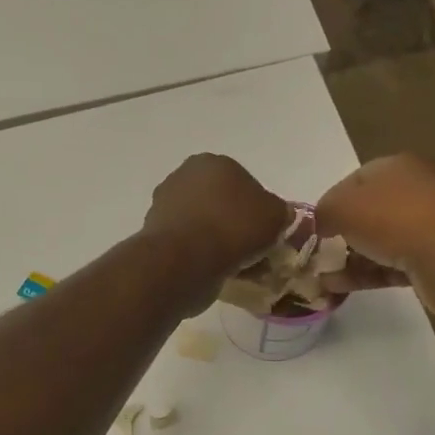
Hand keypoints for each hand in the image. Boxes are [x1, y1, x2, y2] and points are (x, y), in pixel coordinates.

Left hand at [141, 154, 290, 297]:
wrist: (185, 260)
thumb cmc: (233, 228)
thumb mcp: (275, 215)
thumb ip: (279, 212)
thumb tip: (275, 216)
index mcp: (212, 162)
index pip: (243, 182)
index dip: (258, 209)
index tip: (266, 232)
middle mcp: (183, 177)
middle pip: (220, 203)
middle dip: (235, 224)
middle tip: (252, 250)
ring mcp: (164, 205)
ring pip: (204, 224)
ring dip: (218, 241)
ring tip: (237, 267)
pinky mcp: (154, 234)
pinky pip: (189, 244)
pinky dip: (201, 255)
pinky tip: (216, 272)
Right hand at [314, 155, 434, 311]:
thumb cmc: (393, 219)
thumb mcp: (341, 208)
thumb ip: (323, 212)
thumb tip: (320, 223)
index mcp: (396, 167)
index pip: (353, 181)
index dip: (330, 203)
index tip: (314, 227)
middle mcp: (414, 191)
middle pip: (368, 212)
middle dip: (341, 234)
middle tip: (318, 253)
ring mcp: (427, 226)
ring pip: (379, 242)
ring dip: (349, 259)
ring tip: (321, 277)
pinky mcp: (433, 259)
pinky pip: (390, 265)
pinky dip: (365, 275)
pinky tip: (337, 288)